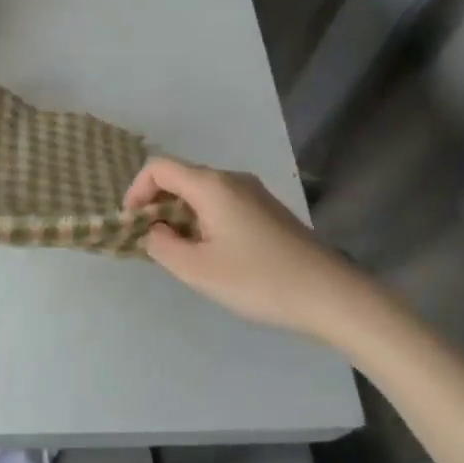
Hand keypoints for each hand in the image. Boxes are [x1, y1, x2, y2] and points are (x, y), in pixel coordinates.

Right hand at [124, 156, 370, 337]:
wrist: (330, 295)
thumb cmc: (258, 280)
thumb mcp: (198, 270)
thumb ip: (162, 246)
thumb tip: (153, 231)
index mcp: (211, 185)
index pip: (158, 168)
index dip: (136, 191)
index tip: (133, 225)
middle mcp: (231, 179)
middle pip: (180, 178)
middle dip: (158, 206)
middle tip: (154, 244)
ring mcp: (253, 193)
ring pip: (202, 193)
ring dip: (181, 216)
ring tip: (182, 254)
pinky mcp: (268, 210)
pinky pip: (222, 204)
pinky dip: (204, 220)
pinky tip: (214, 254)